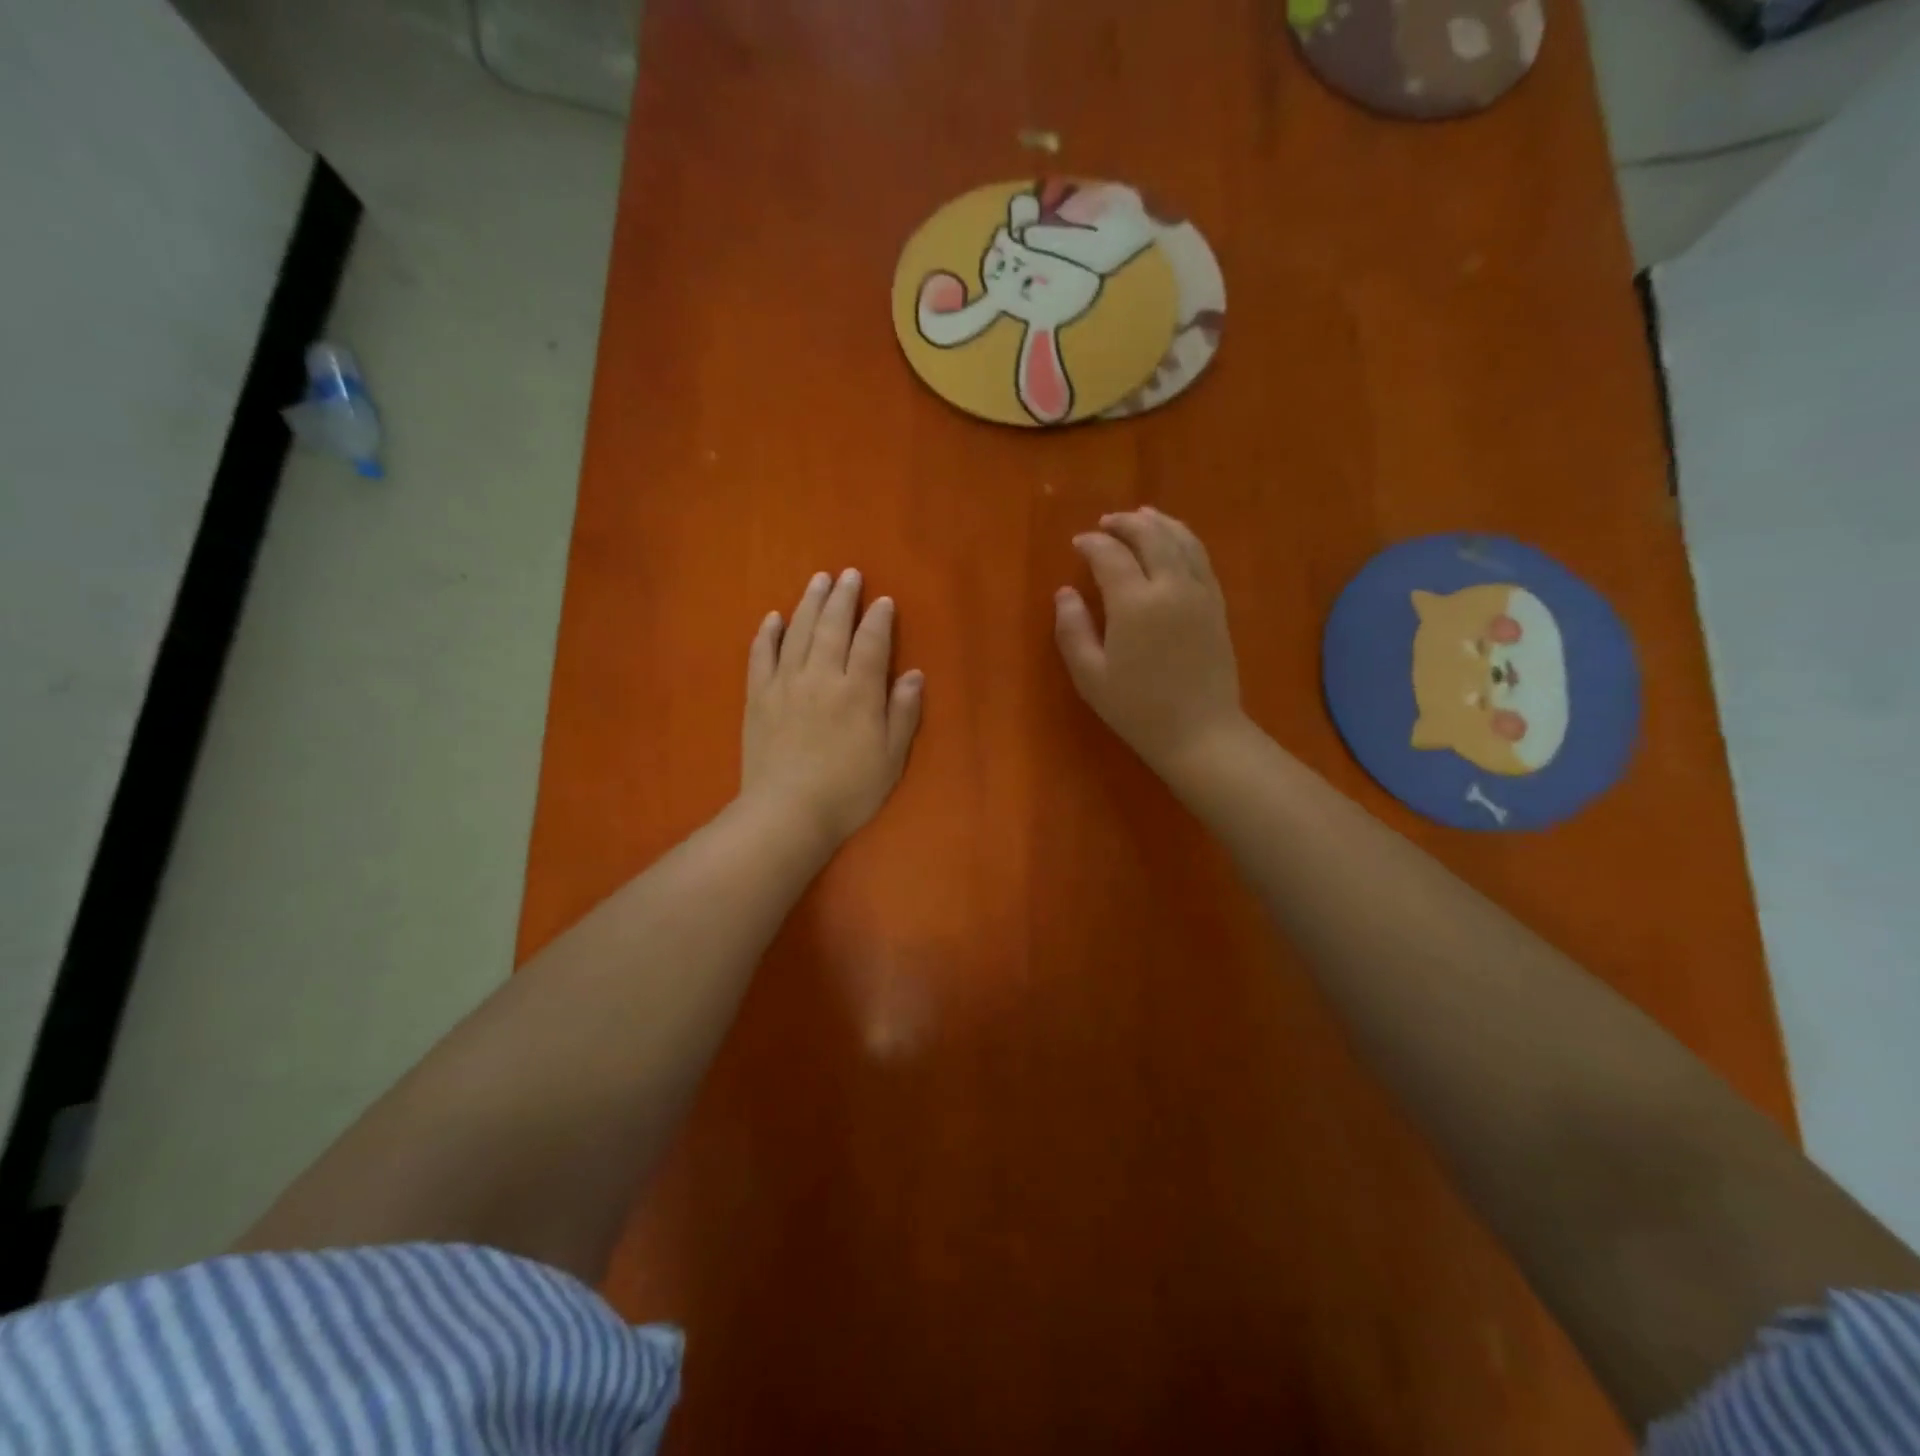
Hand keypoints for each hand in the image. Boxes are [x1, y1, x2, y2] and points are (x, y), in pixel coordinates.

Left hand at [741, 569, 923, 847]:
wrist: (787, 813)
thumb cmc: (848, 790)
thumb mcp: (891, 757)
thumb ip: (903, 712)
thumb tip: (914, 674)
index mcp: (858, 691)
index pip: (872, 642)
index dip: (879, 619)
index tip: (884, 600)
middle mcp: (822, 676)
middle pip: (833, 626)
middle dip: (843, 598)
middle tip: (849, 575)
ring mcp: (785, 683)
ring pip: (798, 631)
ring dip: (809, 603)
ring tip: (818, 580)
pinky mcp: (758, 697)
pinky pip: (761, 655)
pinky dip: (768, 633)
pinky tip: (773, 617)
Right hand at [1054, 507, 1247, 786]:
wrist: (1200, 732)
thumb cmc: (1137, 709)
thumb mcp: (1090, 676)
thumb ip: (1072, 630)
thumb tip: (1065, 593)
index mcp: (1135, 603)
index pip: (1111, 555)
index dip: (1092, 544)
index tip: (1078, 543)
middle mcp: (1170, 586)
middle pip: (1150, 536)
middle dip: (1125, 524)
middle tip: (1106, 523)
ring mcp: (1199, 592)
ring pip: (1181, 539)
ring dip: (1158, 523)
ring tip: (1141, 516)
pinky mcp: (1216, 604)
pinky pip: (1201, 557)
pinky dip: (1184, 539)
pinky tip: (1174, 540)